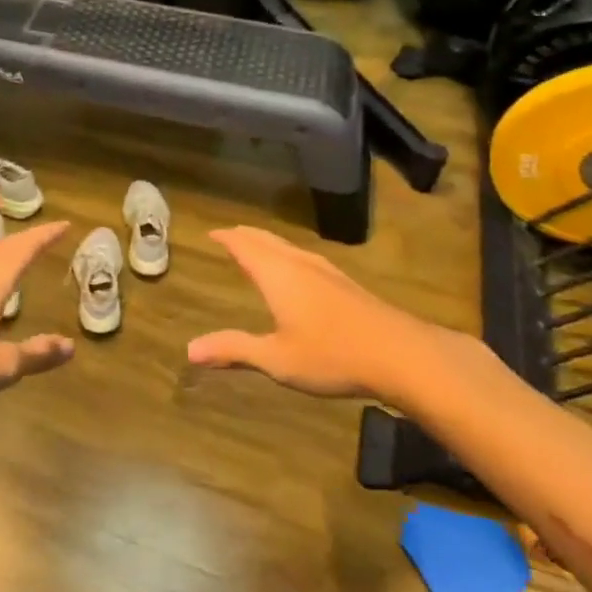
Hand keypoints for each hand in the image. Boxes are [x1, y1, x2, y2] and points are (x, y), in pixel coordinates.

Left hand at [0, 221, 74, 408]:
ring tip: (18, 254)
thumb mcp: (0, 366)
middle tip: (48, 236)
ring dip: (5, 251)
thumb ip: (35, 354)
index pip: (24, 249)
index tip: (65, 225)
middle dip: (28, 240)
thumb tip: (69, 345)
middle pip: (3, 247)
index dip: (46, 236)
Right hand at [187, 226, 484, 407]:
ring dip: (268, 243)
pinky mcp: (346, 284)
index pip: (244, 246)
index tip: (212, 232)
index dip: (227, 238)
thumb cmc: (332, 354)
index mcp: (277, 275)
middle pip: (267, 240)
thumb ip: (234, 349)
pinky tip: (299, 271)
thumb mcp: (276, 358)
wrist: (401, 355)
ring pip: (288, 247)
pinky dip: (287, 255)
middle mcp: (299, 264)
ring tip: (257, 247)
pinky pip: (305, 257)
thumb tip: (190, 349)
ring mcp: (327, 272)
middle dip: (246, 235)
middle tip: (230, 234)